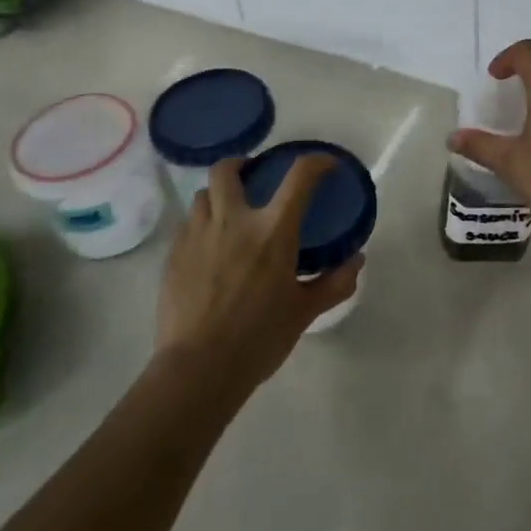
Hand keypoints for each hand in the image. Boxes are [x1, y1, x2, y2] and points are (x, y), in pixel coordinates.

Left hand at [154, 155, 362, 395]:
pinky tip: (210, 248)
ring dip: (219, 196)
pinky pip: (188, 225)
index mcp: (273, 231)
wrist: (199, 369)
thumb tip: (357, 261)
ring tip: (229, 215)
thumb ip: (334, 283)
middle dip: (241, 164)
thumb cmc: (259, 338)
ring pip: (203, 195)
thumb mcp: (304, 312)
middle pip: (228, 169)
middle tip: (253, 177)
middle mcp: (233, 221)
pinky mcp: (174, 255)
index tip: (326, 165)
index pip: (300, 176)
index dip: (317, 162)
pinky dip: (202, 225)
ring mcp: (198, 235)